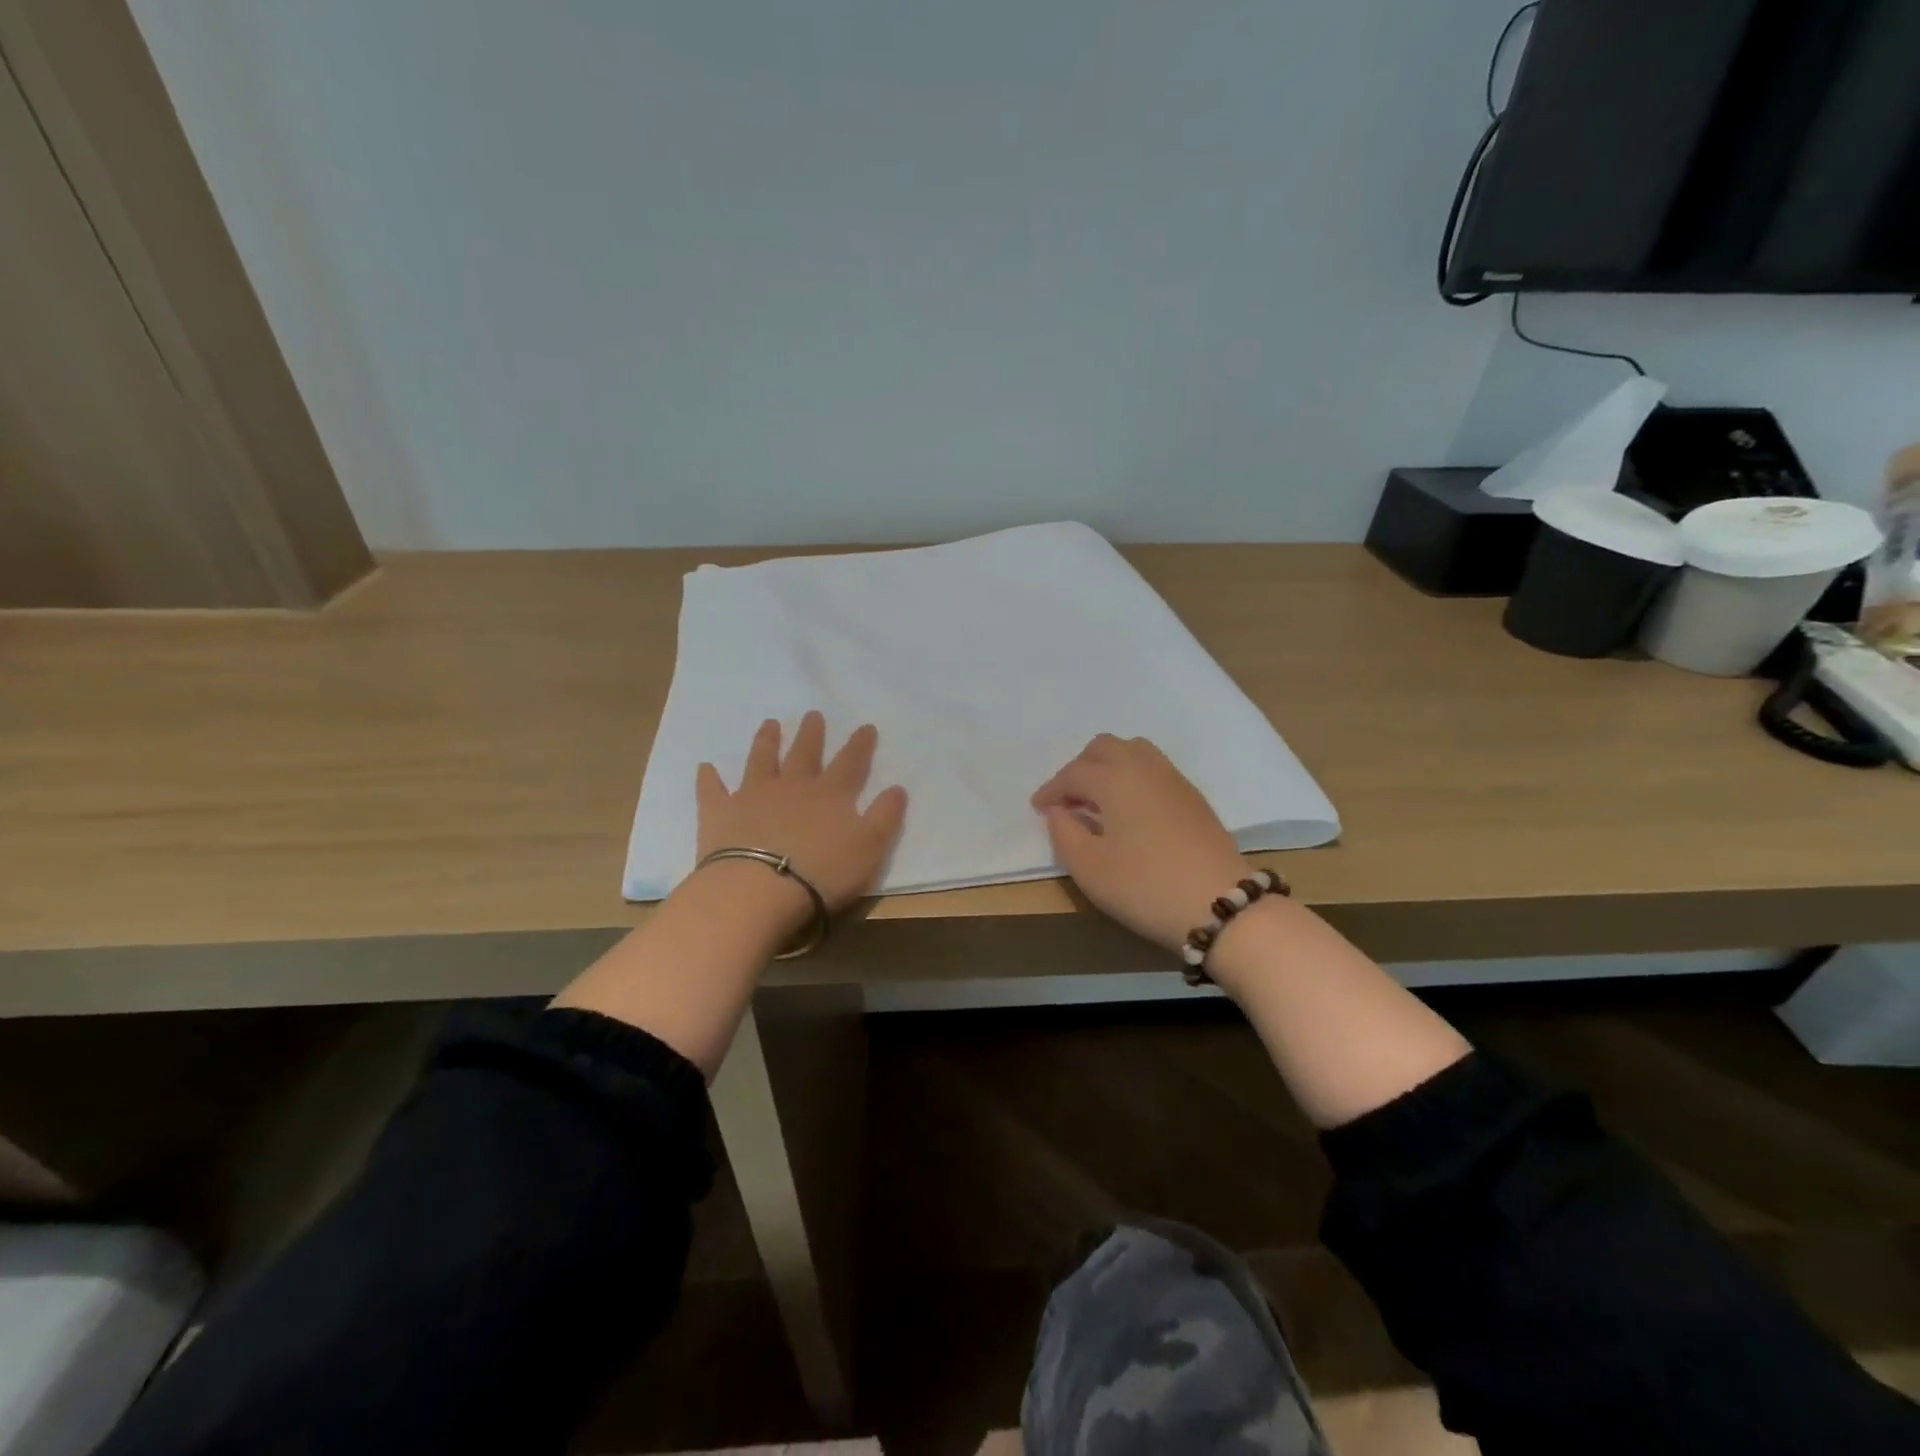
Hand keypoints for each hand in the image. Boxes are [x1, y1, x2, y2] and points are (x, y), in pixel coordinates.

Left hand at [695, 713, 908, 931]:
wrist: (758, 889)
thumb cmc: (821, 872)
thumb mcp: (869, 847)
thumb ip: (885, 816)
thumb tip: (898, 787)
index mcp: (830, 794)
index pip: (850, 763)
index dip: (860, 745)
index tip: (865, 726)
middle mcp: (792, 786)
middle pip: (804, 754)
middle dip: (811, 734)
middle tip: (812, 714)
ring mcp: (753, 796)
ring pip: (761, 761)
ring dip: (766, 742)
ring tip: (769, 724)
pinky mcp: (720, 813)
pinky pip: (713, 790)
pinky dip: (709, 778)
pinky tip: (706, 767)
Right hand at [1032, 735, 1250, 953]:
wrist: (1220, 904)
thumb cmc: (1144, 886)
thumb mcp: (1089, 867)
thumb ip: (1063, 833)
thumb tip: (1058, 811)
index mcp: (1115, 778)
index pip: (1074, 773)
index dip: (1051, 789)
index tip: (1038, 809)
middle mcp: (1144, 767)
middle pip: (1104, 748)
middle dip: (1080, 768)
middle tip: (1068, 800)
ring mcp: (1173, 779)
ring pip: (1133, 752)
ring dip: (1109, 767)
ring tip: (1098, 800)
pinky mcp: (1193, 797)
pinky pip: (1154, 769)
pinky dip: (1132, 777)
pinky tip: (1130, 810)